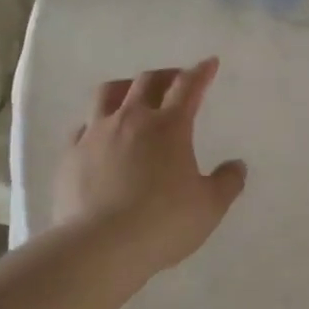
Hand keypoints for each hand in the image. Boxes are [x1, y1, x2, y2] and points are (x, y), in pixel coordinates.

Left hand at [55, 58, 247, 274]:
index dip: (201, 72)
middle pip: (147, 81)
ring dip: (125, 87)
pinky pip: (83, 126)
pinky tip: (98, 134)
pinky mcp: (71, 153)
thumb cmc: (163, 223)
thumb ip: (227, 183)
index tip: (209, 63)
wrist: (100, 245)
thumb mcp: (209, 208)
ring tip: (131, 94)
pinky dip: (95, 122)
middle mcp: (131, 119)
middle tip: (175, 80)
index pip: (188, 87)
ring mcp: (96, 133)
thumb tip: (237, 165)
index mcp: (168, 127)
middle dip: (165, 75)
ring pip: (108, 93)